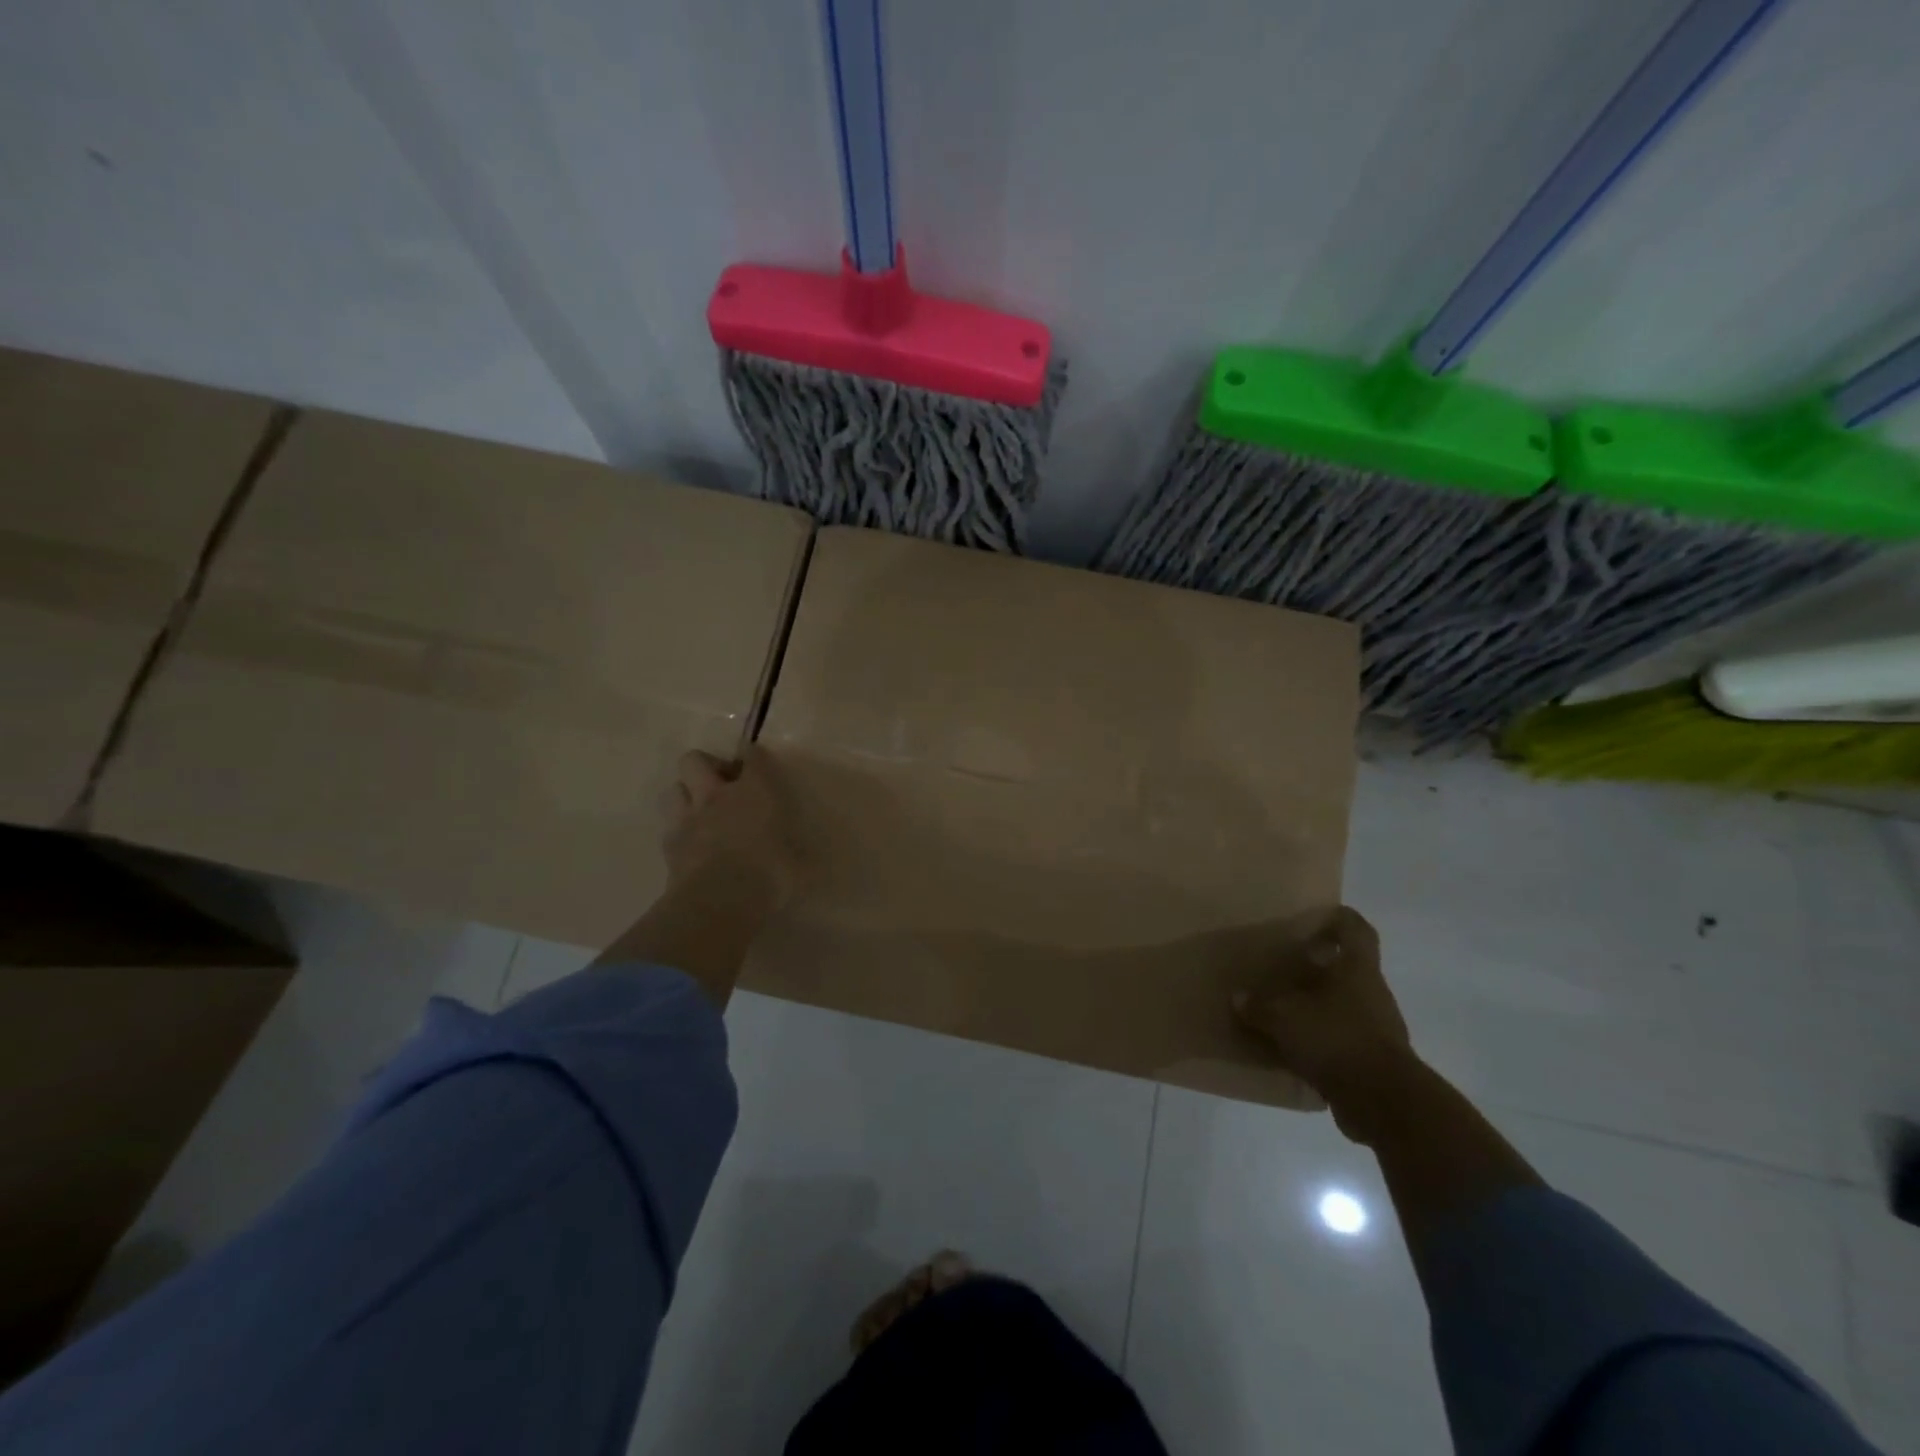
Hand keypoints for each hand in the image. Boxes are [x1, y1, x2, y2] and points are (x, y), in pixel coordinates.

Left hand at [662, 747, 801, 910]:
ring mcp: (687, 819)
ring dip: (686, 795)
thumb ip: (794, 851)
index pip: (751, 756)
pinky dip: (680, 831)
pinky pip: (669, 827)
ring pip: (674, 789)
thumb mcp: (798, 863)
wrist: (719, 901)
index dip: (752, 753)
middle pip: (694, 760)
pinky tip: (692, 845)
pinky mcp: (668, 847)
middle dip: (706, 767)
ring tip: (701, 812)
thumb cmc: (770, 874)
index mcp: (754, 791)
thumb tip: (804, 859)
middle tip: (722, 786)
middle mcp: (717, 796)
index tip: (755, 757)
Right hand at [1233, 906, 1414, 1142]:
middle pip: (1349, 969)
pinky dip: (1322, 1040)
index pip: (1357, 930)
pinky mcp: (1375, 1061)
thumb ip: (1259, 1007)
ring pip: (1345, 1005)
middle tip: (1285, 965)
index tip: (1316, 917)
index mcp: (1357, 970)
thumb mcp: (1284, 1019)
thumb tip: (1239, 998)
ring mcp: (1378, 1028)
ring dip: (1319, 1005)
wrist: (1385, 1103)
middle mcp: (1372, 993)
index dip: (1340, 919)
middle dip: (1319, 966)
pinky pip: (1344, 1040)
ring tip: (1284, 1009)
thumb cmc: (1336, 1039)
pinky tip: (1294, 1048)